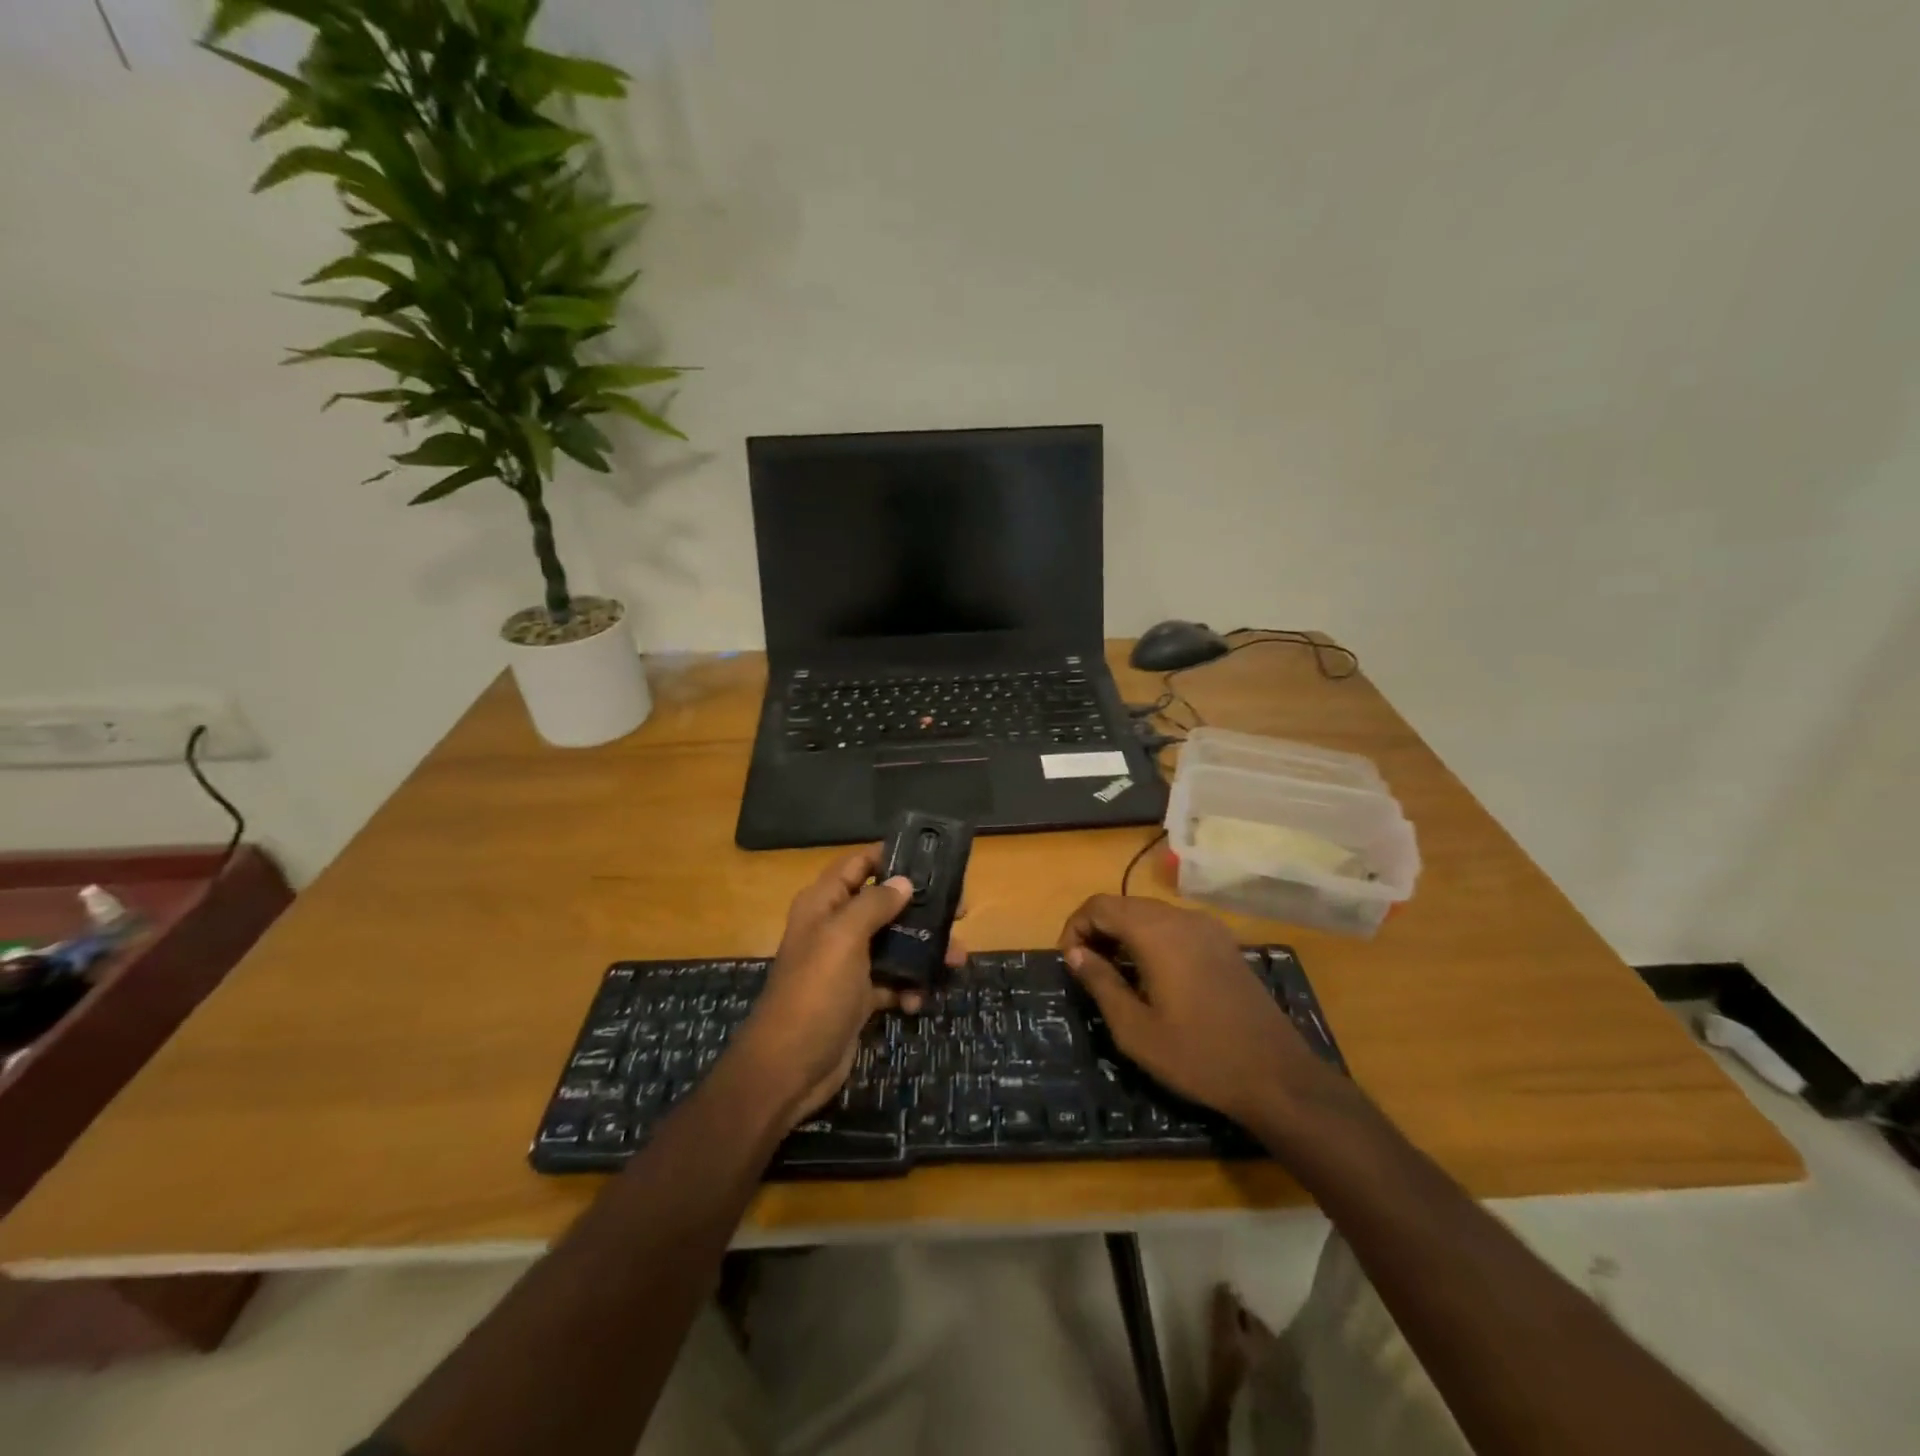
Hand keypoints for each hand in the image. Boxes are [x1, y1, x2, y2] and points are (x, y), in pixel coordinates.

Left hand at [729, 846, 963, 1127]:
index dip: (891, 856)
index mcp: (824, 903)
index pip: (858, 864)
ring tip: (956, 960)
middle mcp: (835, 927)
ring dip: (924, 950)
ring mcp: (847, 964)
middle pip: (884, 903)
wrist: (789, 1068)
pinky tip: (918, 1000)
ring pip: (894, 943)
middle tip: (960, 911)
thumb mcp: (843, 938)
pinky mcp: (859, 996)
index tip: (932, 859)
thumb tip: (904, 882)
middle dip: (921, 907)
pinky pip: (892, 980)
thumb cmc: (815, 992)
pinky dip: (908, 986)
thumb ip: (874, 904)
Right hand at [1059, 895, 1333, 1128]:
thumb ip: (1101, 983)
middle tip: (1087, 970)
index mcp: (1156, 933)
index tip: (1070, 963)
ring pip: (1150, 913)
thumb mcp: (1135, 1029)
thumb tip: (1076, 954)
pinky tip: (1153, 976)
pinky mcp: (1224, 944)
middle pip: (1124, 905)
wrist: (1277, 1077)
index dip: (1075, 927)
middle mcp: (1181, 918)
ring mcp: (1208, 928)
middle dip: (1097, 929)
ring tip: (1115, 975)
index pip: (1099, 905)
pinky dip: (1152, 939)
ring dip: (1124, 934)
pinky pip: (1175, 926)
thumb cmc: (1198, 1056)